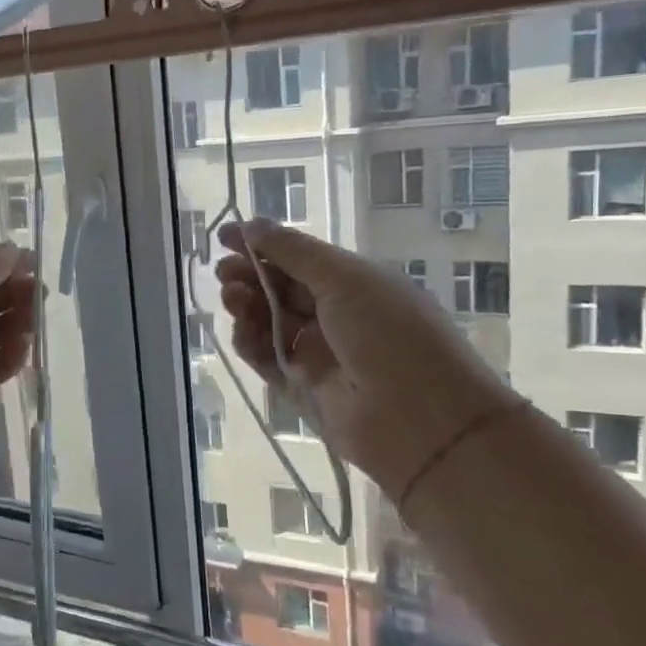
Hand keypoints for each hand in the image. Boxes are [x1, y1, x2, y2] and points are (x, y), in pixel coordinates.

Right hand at [214, 220, 514, 494]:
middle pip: (279, 288)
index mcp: (354, 282)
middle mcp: (334, 314)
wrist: (421, 421)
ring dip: (246, 305)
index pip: (298, 257)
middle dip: (249, 274)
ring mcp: (316, 351)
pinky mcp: (299, 386)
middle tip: (224, 272)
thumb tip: (251, 224)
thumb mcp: (346, 279)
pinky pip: (265, 357)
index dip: (262, 244)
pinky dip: (249, 342)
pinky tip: (241, 331)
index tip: (224, 236)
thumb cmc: (390, 335)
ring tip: (232, 298)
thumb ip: (293, 251)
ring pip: (267, 321)